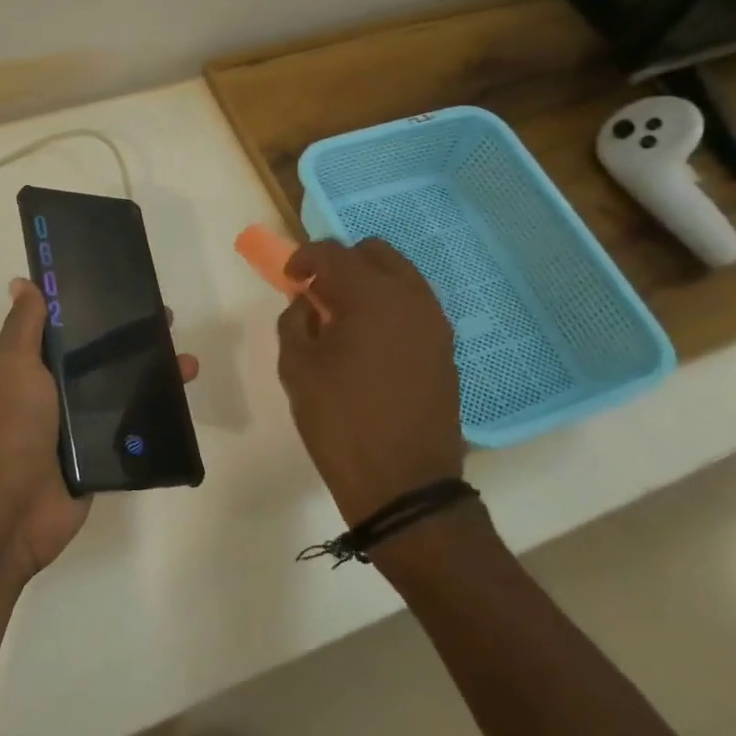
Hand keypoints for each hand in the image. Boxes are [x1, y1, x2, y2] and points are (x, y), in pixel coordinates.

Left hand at [0, 278, 198, 582]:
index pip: (66, 328)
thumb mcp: (13, 365)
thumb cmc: (11, 426)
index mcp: (31, 366)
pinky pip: (131, 427)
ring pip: (122, 389)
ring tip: (188, 364)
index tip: (124, 288)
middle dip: (133, 338)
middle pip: (100, 356)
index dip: (93, 307)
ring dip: (155, 373)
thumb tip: (24, 282)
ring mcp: (79, 425)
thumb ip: (25, 326)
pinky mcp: (100, 454)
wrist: (12, 508)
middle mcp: (55, 391)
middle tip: (167, 322)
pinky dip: (156, 414)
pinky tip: (183, 400)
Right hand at [276, 239, 464, 525]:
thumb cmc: (340, 421)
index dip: (304, 258)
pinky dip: (390, 307)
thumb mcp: (297, 369)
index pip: (333, 253)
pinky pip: (415, 306)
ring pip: (400, 276)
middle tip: (318, 293)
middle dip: (342, 263)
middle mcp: (410, 297)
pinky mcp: (446, 348)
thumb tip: (307, 305)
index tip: (289, 278)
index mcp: (371, 295)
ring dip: (369, 283)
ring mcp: (435, 322)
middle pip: (375, 253)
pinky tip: (370, 341)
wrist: (402, 483)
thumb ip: (295, 322)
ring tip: (344, 317)